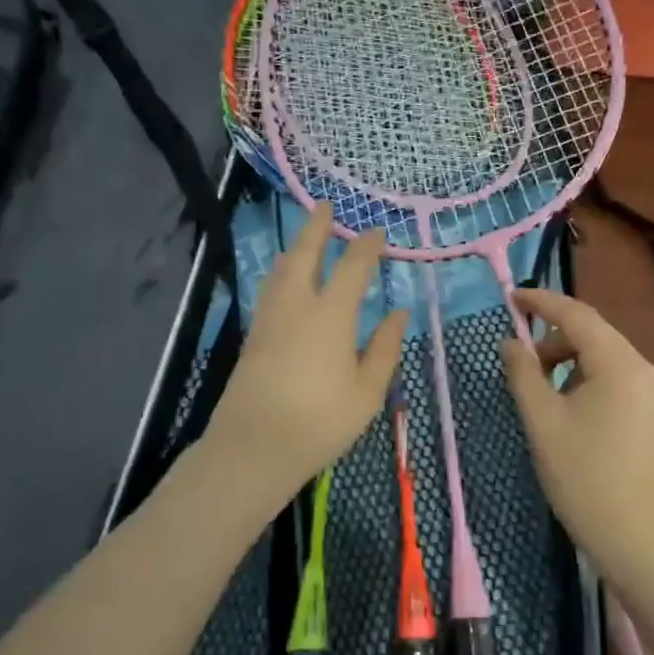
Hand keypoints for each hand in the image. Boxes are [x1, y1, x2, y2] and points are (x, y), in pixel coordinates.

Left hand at [206, 203, 407, 507]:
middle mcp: (297, 306)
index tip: (378, 232)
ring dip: (296, 247)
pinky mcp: (254, 336)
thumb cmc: (321, 422)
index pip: (353, 268)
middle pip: (305, 254)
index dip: (367, 247)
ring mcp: (269, 319)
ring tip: (304, 238)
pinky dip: (282, 272)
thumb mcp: (367, 391)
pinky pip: (270, 288)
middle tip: (325, 206)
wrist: (255, 448)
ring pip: (281, 269)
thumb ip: (384, 348)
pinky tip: (284, 280)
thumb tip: (399, 313)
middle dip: (317, 227)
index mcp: (330, 316)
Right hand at [501, 289, 653, 572]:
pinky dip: (583, 377)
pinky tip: (564, 402)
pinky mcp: (651, 410)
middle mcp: (644, 368)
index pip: (578, 316)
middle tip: (518, 360)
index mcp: (621, 365)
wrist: (632, 537)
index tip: (510, 297)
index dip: (542, 302)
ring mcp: (652, 390)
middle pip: (593, 334)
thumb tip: (509, 341)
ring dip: (566, 359)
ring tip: (537, 387)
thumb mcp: (542, 421)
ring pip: (602, 355)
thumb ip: (523, 373)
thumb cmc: (582, 477)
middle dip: (552, 338)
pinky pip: (612, 376)